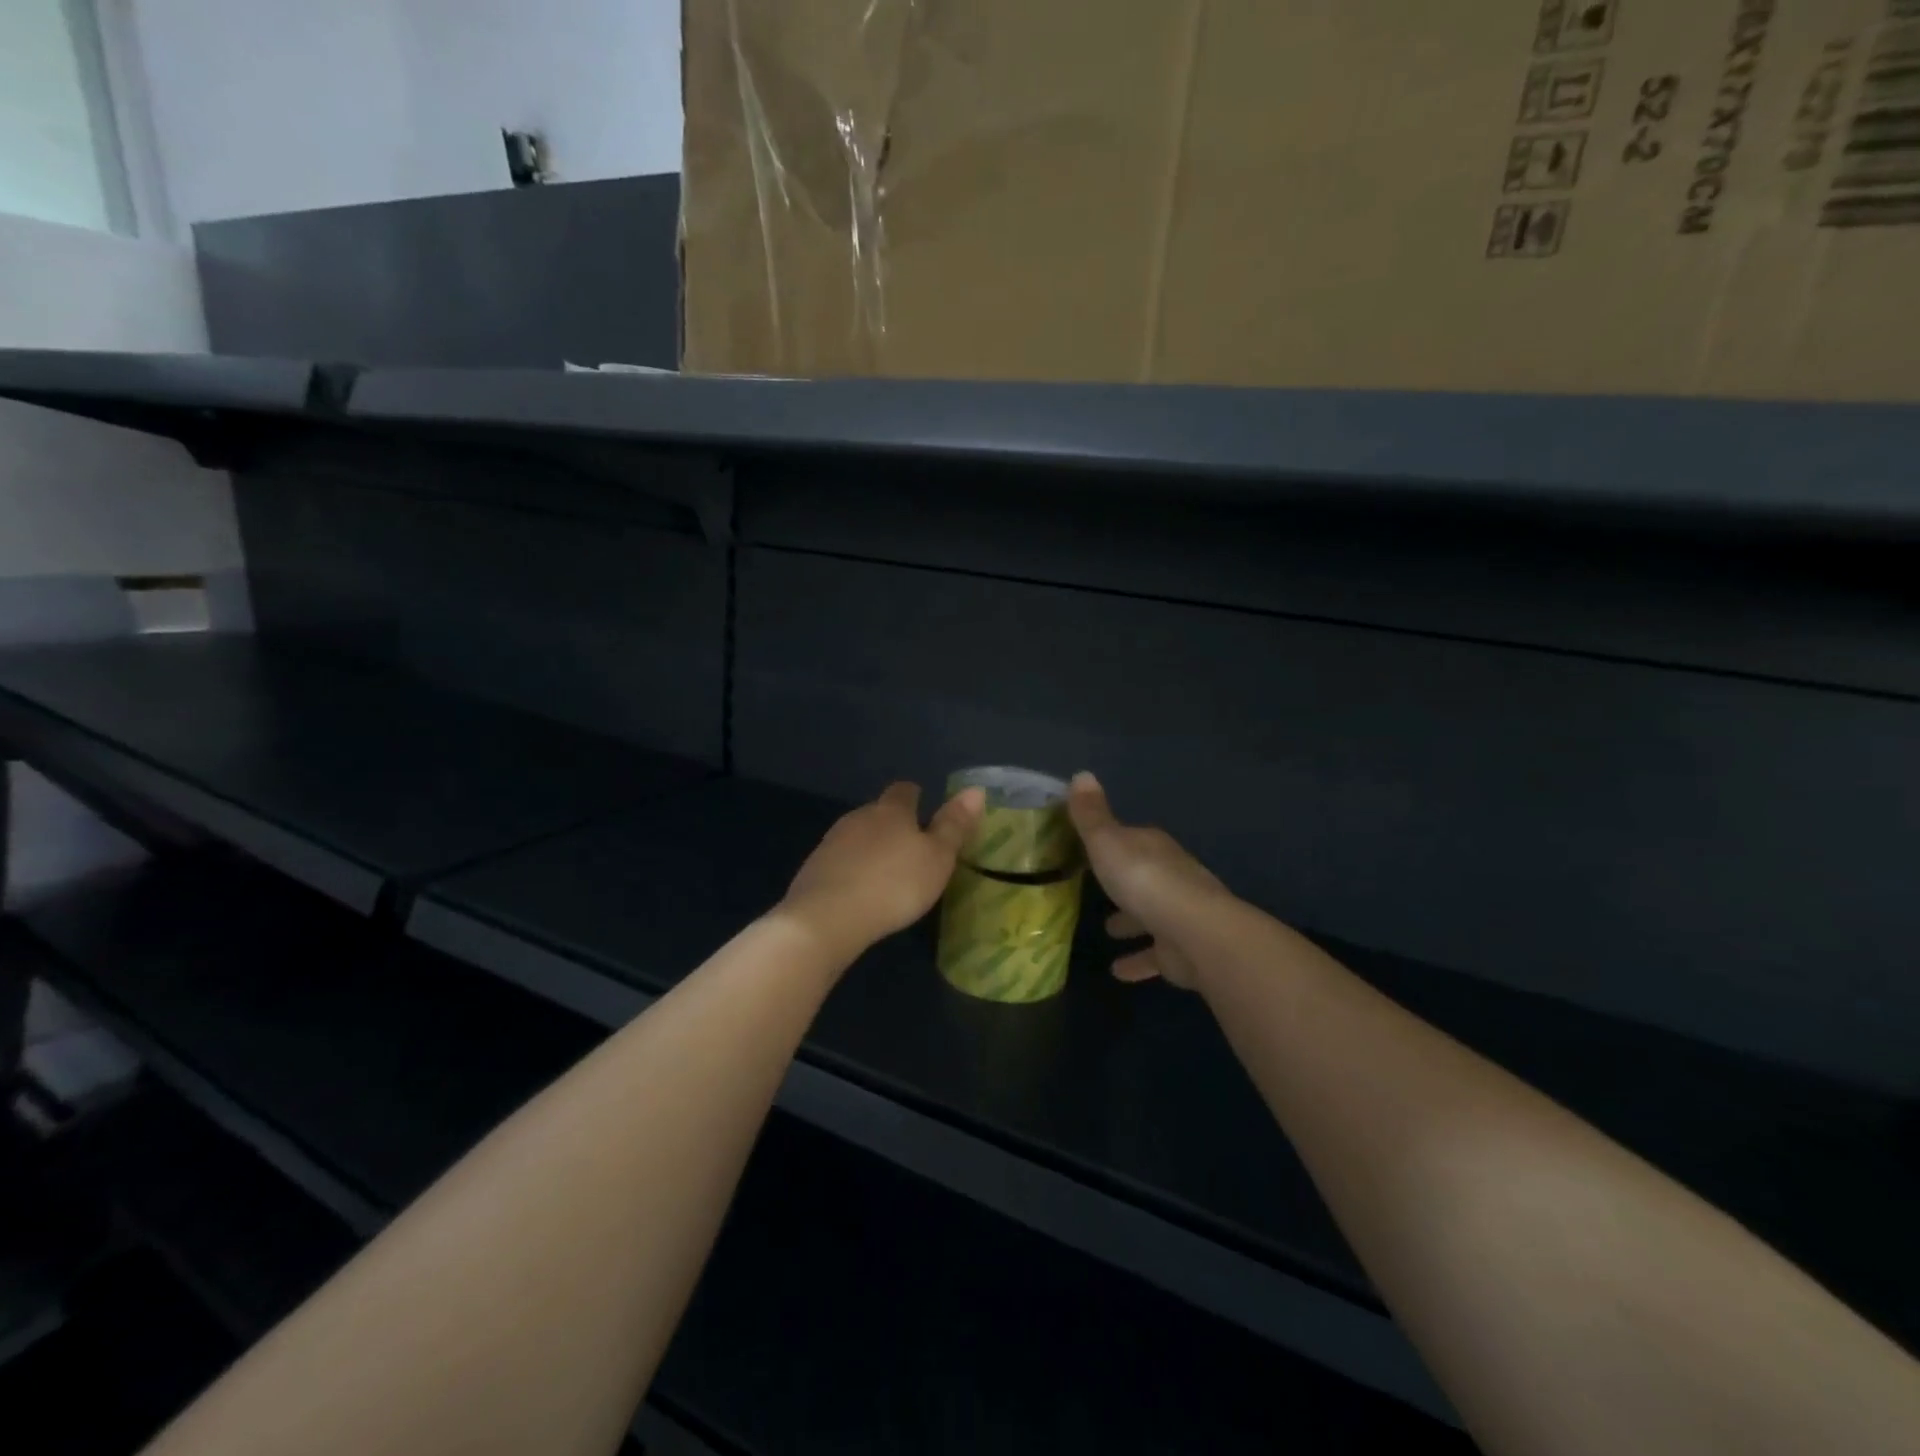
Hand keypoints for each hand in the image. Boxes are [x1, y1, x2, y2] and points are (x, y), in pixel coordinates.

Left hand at [779, 781, 986, 959]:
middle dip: (892, 824)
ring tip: (886, 870)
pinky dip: (852, 869)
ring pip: (857, 835)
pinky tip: (859, 890)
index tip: (924, 806)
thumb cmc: (894, 884)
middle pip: (878, 811)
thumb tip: (975, 789)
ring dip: (871, 847)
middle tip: (910, 846)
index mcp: (891, 811)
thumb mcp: (937, 858)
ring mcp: (832, 841)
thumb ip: (954, 825)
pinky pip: (839, 860)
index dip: (915, 796)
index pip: (904, 790)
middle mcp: (859, 817)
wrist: (827, 917)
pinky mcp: (814, 868)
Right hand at [1068, 772, 1233, 990]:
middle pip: (1143, 875)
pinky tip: (1118, 971)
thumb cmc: (1144, 880)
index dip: (1110, 841)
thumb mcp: (1107, 842)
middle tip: (1096, 889)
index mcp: (1153, 847)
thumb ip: (1091, 815)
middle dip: (1123, 881)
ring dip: (1131, 921)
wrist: (1195, 933)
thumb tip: (1081, 773)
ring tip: (1107, 930)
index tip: (1088, 847)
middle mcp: (1170, 876)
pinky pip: (1155, 954)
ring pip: (1150, 915)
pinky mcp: (1181, 951)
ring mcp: (1179, 914)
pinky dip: (1139, 960)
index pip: (1130, 838)